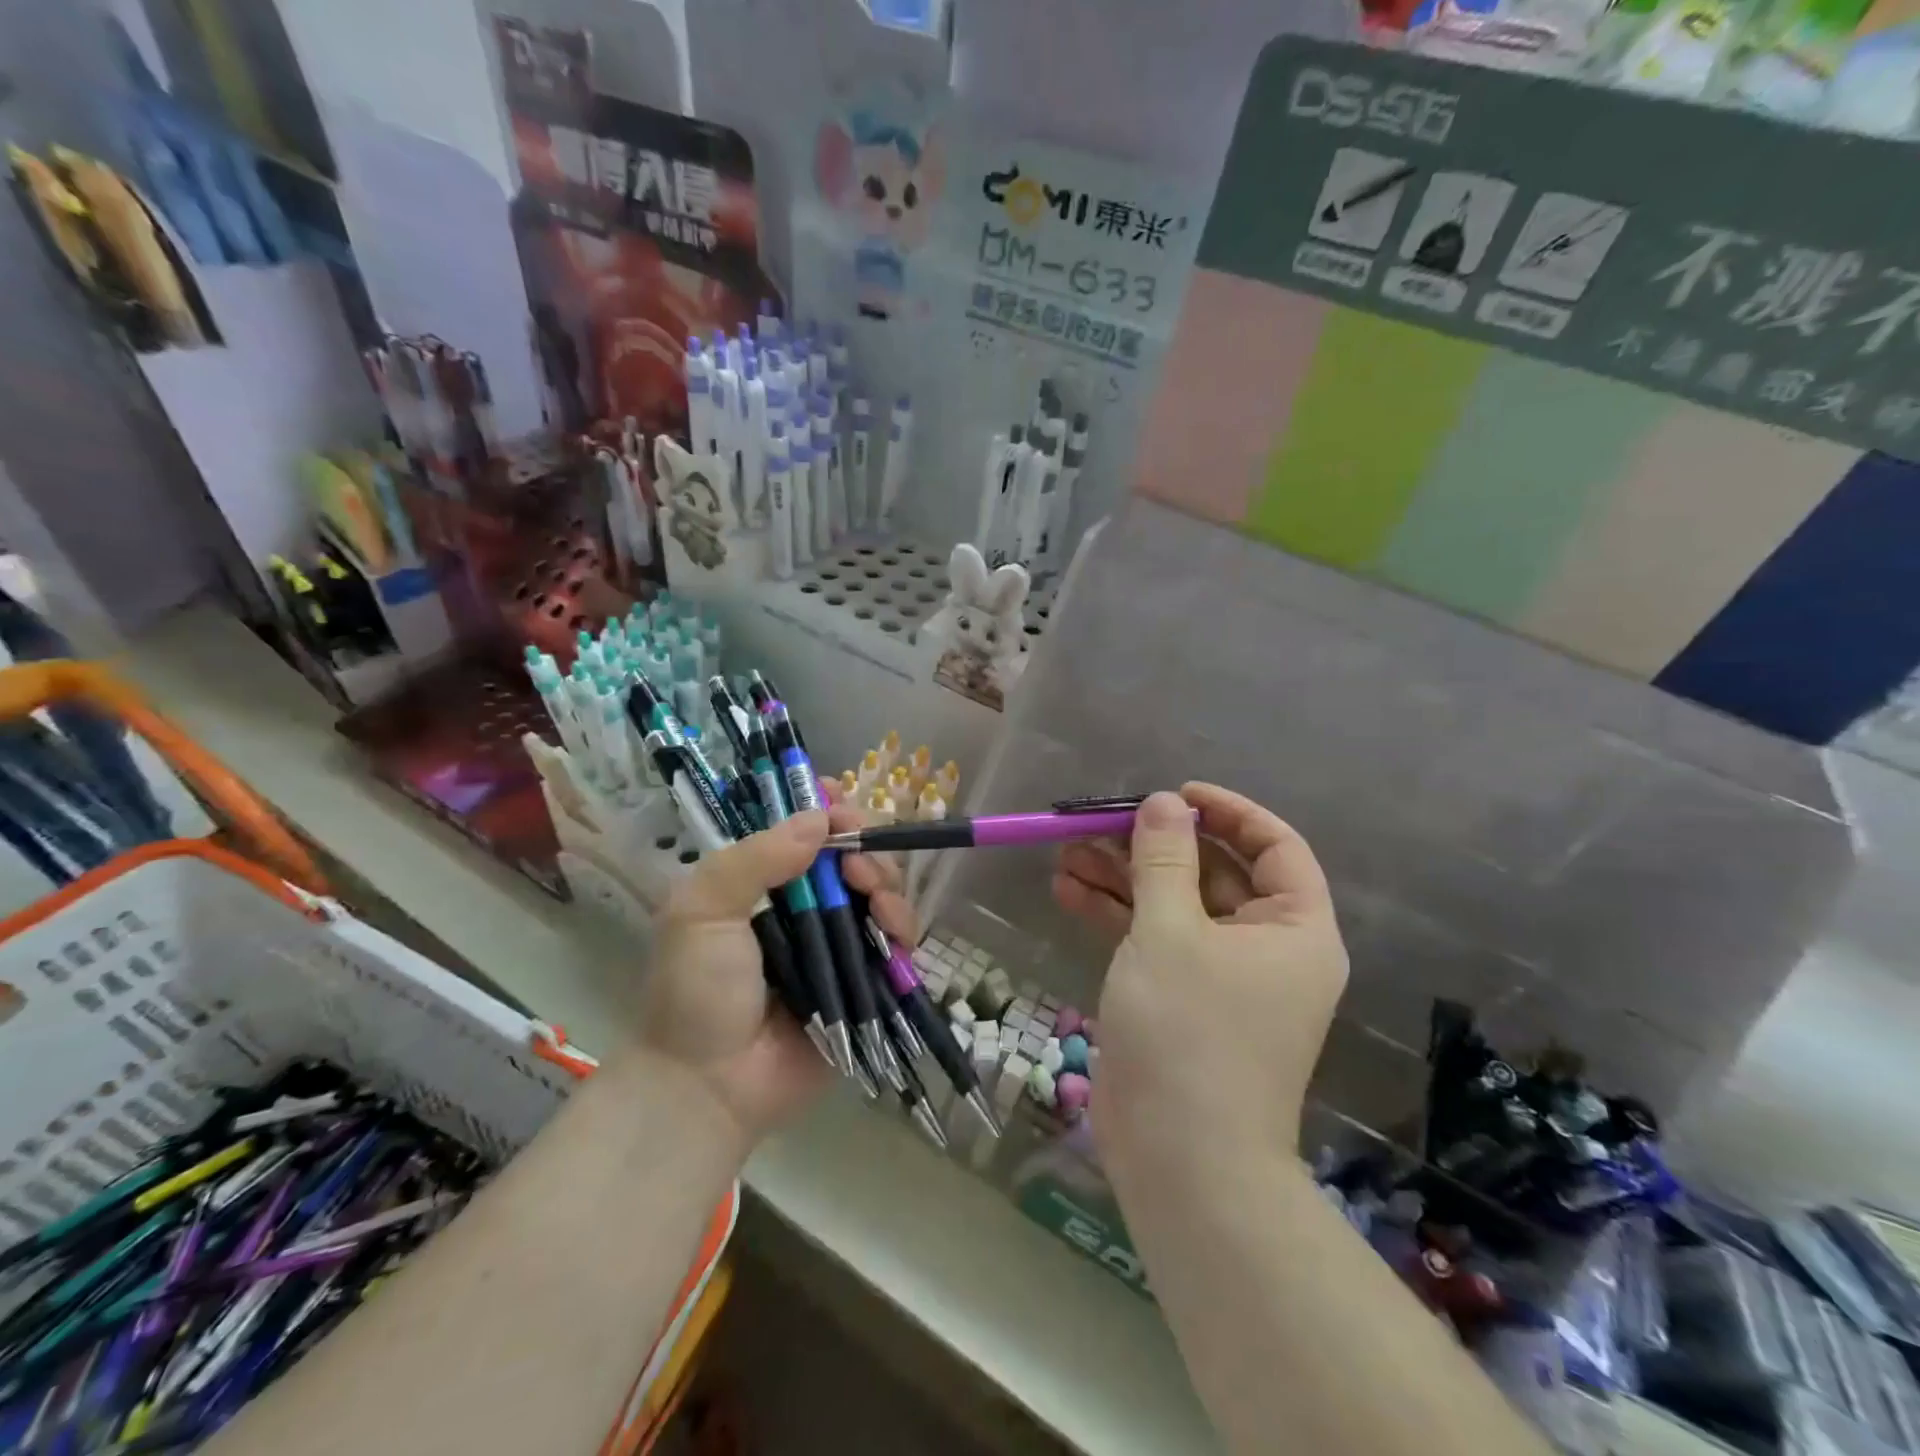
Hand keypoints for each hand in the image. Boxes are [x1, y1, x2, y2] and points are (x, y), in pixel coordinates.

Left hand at [636, 799, 916, 1145]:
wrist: (710, 1085)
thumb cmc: (696, 990)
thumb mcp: (702, 911)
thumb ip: (755, 859)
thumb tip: (819, 818)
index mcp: (764, 882)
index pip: (805, 831)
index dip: (830, 812)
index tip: (842, 807)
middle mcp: (806, 905)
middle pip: (853, 856)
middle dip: (865, 849)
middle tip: (857, 867)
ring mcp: (838, 942)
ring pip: (881, 893)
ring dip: (888, 884)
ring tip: (877, 901)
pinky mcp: (866, 980)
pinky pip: (897, 942)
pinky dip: (903, 926)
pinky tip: (893, 929)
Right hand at [1051, 785, 1347, 1167]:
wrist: (1179, 1160)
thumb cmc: (1189, 1033)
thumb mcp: (1171, 932)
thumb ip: (1164, 859)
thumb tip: (1164, 801)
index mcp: (1293, 929)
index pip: (1274, 846)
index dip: (1227, 812)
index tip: (1175, 795)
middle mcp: (1264, 947)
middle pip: (1212, 872)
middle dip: (1153, 845)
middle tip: (1099, 823)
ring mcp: (1219, 975)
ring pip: (1173, 904)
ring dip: (1123, 876)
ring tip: (1066, 853)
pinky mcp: (1180, 997)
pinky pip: (1152, 939)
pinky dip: (1115, 914)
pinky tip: (1068, 891)